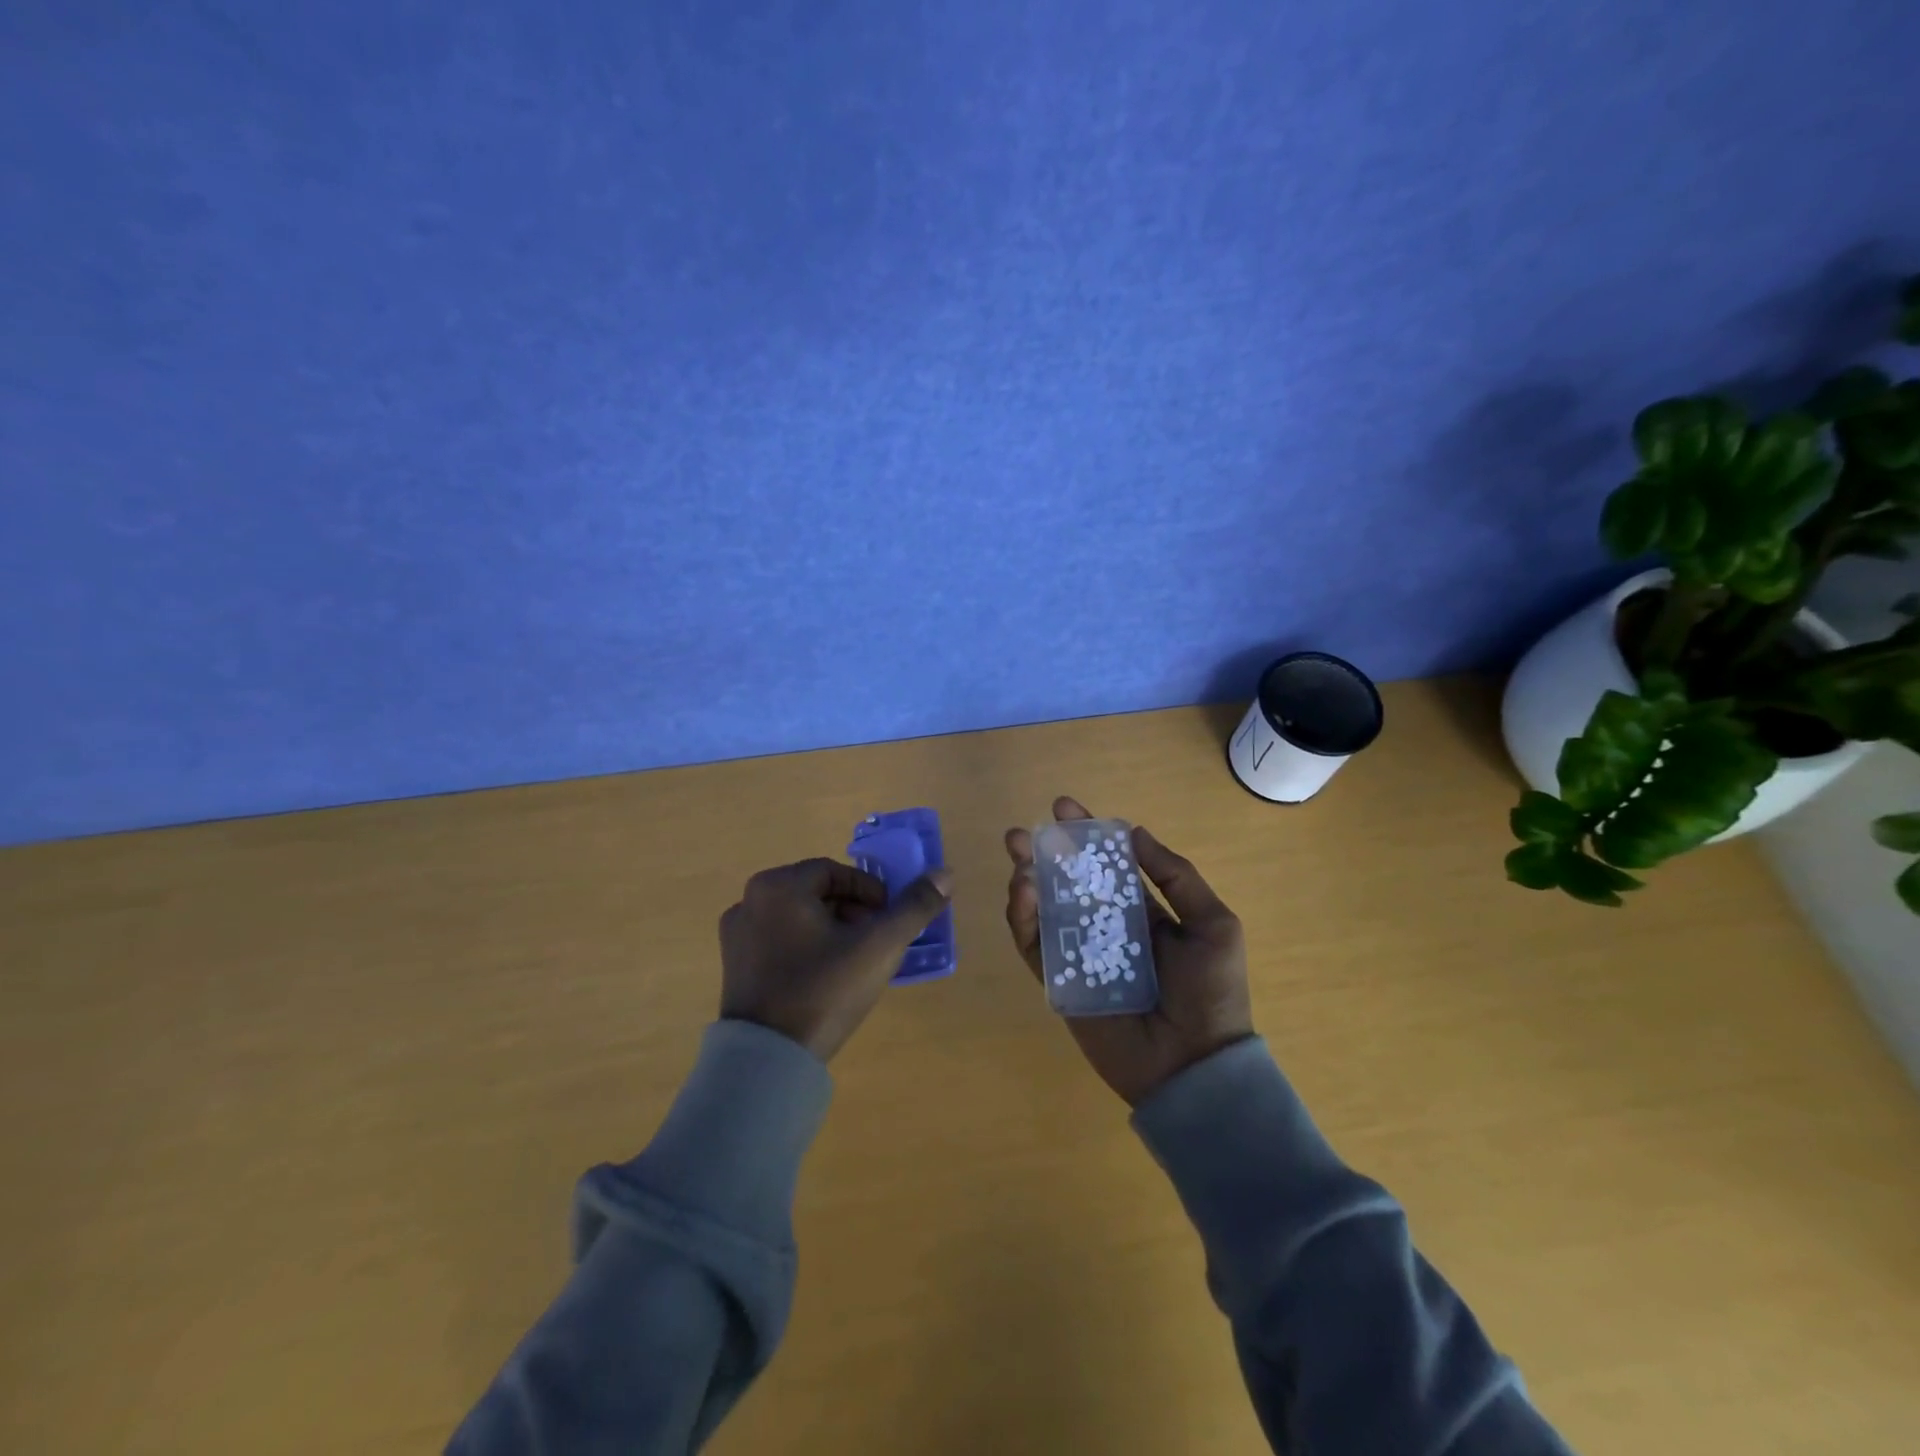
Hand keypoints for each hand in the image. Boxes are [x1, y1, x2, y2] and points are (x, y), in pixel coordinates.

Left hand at [719, 857, 953, 1061]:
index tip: (888, 920)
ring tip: (854, 961)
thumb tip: (945, 873)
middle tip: (875, 941)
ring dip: (831, 929)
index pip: (836, 872)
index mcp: (779, 886)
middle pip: (816, 893)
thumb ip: (914, 907)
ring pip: (798, 917)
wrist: (769, 1061)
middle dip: (853, 911)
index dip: (870, 892)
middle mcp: (750, 900)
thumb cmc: (824, 991)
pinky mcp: (734, 965)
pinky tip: (824, 978)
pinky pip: (779, 941)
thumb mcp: (879, 946)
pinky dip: (805, 947)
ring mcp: (736, 934)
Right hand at [1004, 797, 1254, 1105]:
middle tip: (1021, 833)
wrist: (1194, 1066)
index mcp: (1142, 912)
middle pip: (1067, 881)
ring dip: (1027, 878)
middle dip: (1043, 853)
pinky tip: (1023, 893)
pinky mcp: (1060, 980)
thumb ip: (1176, 877)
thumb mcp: (1213, 924)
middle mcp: (1106, 927)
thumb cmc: (1210, 992)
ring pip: (1044, 908)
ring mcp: (1080, 953)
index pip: (1107, 865)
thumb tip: (1134, 834)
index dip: (1085, 836)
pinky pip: (1034, 945)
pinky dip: (1023, 917)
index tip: (1063, 808)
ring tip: (1019, 858)